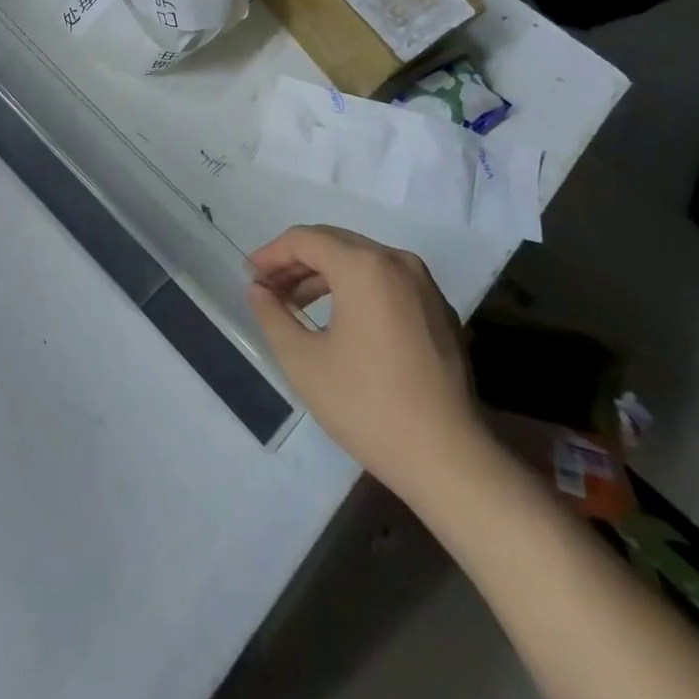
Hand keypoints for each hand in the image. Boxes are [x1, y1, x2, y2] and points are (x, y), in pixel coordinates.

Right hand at [247, 225, 487, 506]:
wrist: (448, 458)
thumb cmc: (367, 405)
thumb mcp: (303, 361)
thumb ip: (272, 315)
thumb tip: (258, 289)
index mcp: (363, 267)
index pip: (305, 239)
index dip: (271, 253)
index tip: (249, 276)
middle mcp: (397, 262)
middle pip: (334, 243)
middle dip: (296, 261)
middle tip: (267, 288)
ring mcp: (424, 285)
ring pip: (361, 261)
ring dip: (324, 275)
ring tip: (295, 305)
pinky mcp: (438, 310)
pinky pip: (386, 281)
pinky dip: (355, 288)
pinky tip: (338, 320)